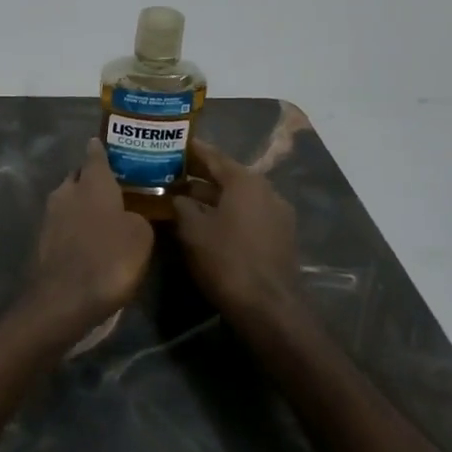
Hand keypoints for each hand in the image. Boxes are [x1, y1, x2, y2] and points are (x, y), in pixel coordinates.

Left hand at [26, 138, 153, 329]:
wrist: (64, 299)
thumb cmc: (108, 259)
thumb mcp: (141, 236)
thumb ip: (138, 216)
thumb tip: (129, 214)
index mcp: (92, 182)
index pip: (95, 154)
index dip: (102, 149)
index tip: (107, 144)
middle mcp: (66, 191)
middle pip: (79, 176)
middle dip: (93, 178)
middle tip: (115, 185)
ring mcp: (50, 216)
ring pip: (69, 199)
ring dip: (83, 203)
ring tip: (105, 213)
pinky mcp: (42, 240)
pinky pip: (63, 222)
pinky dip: (75, 225)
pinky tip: (90, 238)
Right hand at [171, 139, 302, 319]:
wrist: (268, 306)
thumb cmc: (226, 259)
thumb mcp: (192, 229)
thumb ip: (181, 205)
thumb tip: (176, 196)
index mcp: (245, 181)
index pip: (213, 156)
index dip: (191, 150)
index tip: (172, 144)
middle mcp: (266, 190)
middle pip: (227, 175)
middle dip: (199, 174)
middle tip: (171, 172)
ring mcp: (277, 213)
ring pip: (238, 196)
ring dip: (212, 195)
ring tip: (183, 198)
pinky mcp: (279, 235)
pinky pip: (248, 213)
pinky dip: (227, 212)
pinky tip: (207, 221)